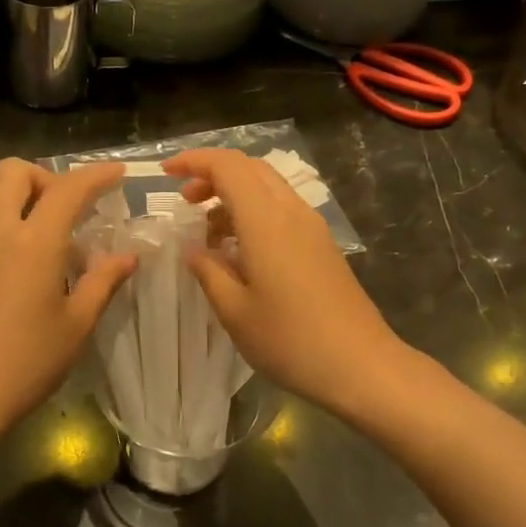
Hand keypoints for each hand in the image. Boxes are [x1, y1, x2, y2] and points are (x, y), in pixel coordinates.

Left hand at [0, 159, 135, 434]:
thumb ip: (103, 281)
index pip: (67, 189)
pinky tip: (15, 289)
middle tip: (67, 210)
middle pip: (13, 173)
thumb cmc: (29, 362)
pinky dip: (5, 245)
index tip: (116, 174)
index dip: (95, 175)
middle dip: (44, 178)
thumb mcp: (78, 324)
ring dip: (25, 214)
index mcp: (33, 243)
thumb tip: (126, 257)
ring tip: (48, 262)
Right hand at [165, 149, 406, 414]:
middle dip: (213, 175)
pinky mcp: (322, 246)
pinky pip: (282, 211)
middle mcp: (292, 212)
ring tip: (209, 233)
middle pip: (250, 169)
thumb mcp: (234, 311)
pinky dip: (254, 214)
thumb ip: (209, 272)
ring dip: (234, 196)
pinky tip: (241, 251)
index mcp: (266, 221)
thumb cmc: (290, 340)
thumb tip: (193, 249)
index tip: (166, 173)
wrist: (360, 365)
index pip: (228, 166)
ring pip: (268, 188)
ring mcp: (312, 228)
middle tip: (186, 204)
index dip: (194, 161)